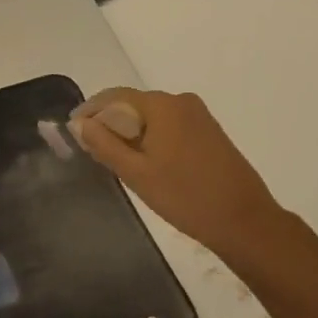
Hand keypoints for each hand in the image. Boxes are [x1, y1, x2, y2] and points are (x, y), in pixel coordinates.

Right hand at [69, 88, 291, 258]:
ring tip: (117, 161)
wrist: (244, 220)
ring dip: (133, 133)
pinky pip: (171, 126)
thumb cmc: (185, 197)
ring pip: (153, 117)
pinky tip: (148, 163)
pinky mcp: (210, 131)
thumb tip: (80, 123)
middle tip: (93, 150)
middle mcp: (181, 101)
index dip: (91, 110)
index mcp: (162, 105)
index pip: (115, 97)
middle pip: (134, 105)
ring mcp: (199, 115)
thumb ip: (104, 145)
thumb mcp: (136, 173)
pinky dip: (153, 138)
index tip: (73, 130)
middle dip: (111, 123)